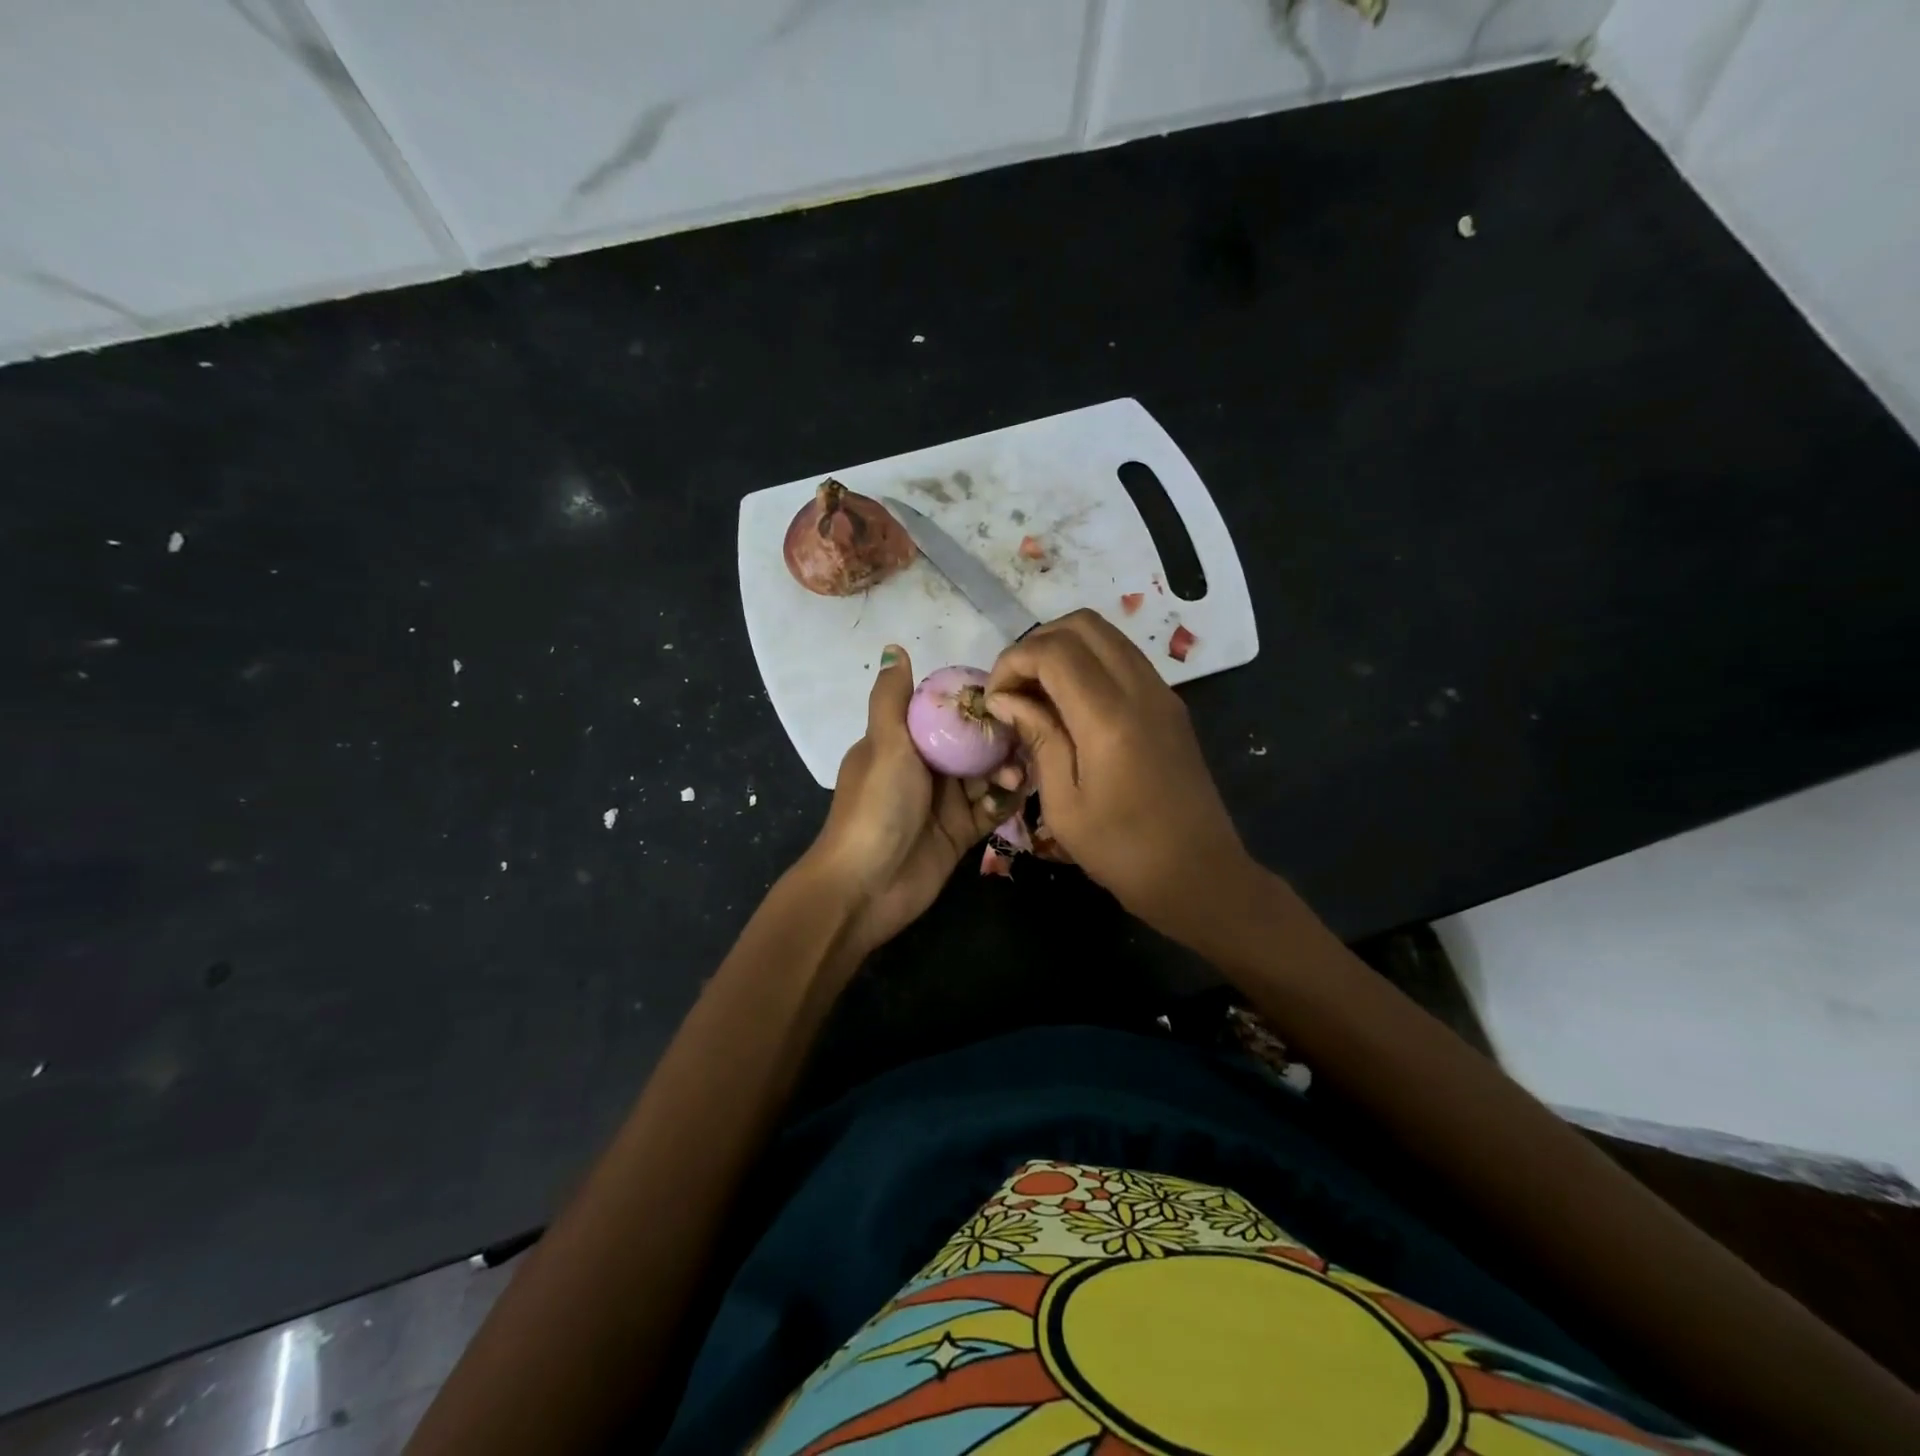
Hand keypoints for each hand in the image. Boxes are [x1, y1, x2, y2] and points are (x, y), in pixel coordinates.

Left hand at [808, 646, 1025, 958]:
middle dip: (1000, 739)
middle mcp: (925, 768)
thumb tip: (894, 646)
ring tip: (1019, 776)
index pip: (946, 712)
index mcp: (902, 742)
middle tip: (1027, 740)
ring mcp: (944, 801)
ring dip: (1006, 771)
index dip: (977, 702)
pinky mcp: (960, 832)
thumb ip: (893, 698)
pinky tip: (1018, 796)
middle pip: (972, 743)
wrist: (865, 886)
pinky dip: (1005, 801)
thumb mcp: (884, 744)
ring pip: (986, 775)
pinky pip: (990, 810)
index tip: (1011, 694)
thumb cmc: (875, 807)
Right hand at [985, 610, 1252, 939]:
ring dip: (1064, 648)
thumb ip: (1038, 738)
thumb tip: (1007, 699)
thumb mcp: (1065, 805)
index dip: (1013, 662)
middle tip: (1014, 687)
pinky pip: (1124, 658)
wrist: (1200, 875)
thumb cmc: (1124, 852)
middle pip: (1082, 624)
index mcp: (1110, 718)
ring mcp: (1162, 693)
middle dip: (1037, 644)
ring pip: (1107, 635)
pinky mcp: (1170, 705)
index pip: (1054, 651)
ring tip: (1037, 693)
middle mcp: (1140, 690)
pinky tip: (1070, 703)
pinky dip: (1089, 662)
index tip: (995, 698)